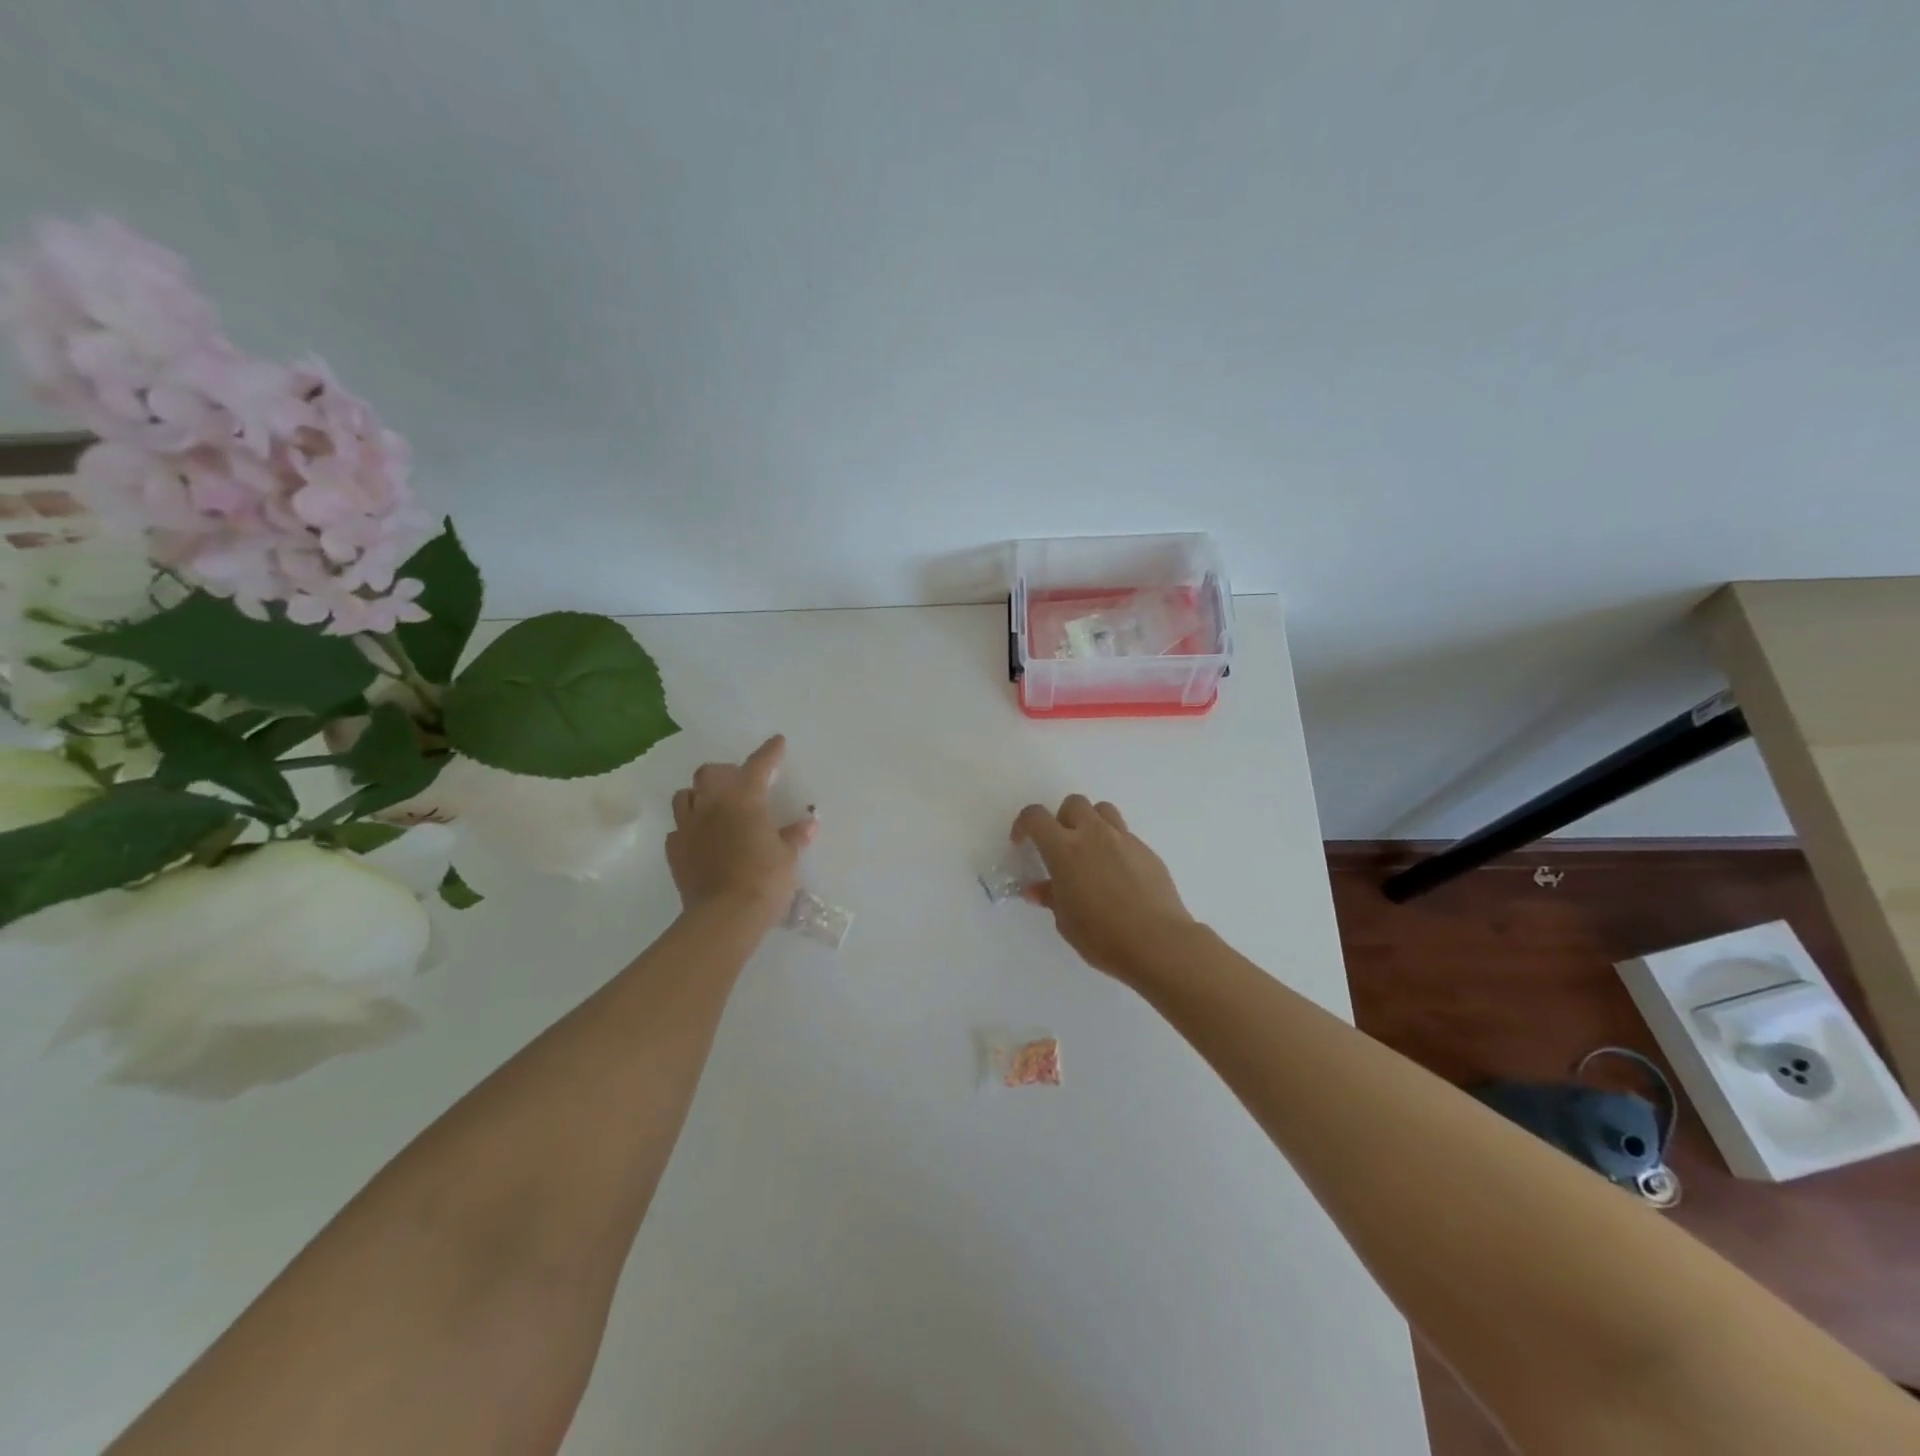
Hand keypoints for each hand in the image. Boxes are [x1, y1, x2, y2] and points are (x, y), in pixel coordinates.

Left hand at [667, 736, 816, 927]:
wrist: (724, 916)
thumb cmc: (764, 879)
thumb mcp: (788, 857)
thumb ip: (794, 836)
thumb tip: (808, 823)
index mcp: (744, 799)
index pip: (758, 765)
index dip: (770, 752)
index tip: (777, 741)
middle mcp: (711, 805)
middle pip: (709, 773)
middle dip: (725, 773)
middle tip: (740, 784)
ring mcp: (688, 827)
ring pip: (684, 796)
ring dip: (699, 796)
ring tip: (714, 808)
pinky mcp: (674, 850)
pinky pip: (678, 829)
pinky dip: (690, 829)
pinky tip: (702, 840)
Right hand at [1013, 795, 1195, 984]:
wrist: (1158, 943)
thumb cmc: (1102, 936)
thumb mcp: (1066, 921)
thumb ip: (1050, 896)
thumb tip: (1037, 889)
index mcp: (1065, 849)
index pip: (1036, 817)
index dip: (1024, 825)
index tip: (1022, 843)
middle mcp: (1093, 834)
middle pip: (1073, 803)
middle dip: (1061, 819)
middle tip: (1061, 848)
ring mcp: (1124, 839)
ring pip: (1102, 810)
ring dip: (1090, 823)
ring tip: (1090, 853)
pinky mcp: (1146, 850)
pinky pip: (1124, 835)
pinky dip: (1114, 845)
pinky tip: (1117, 875)